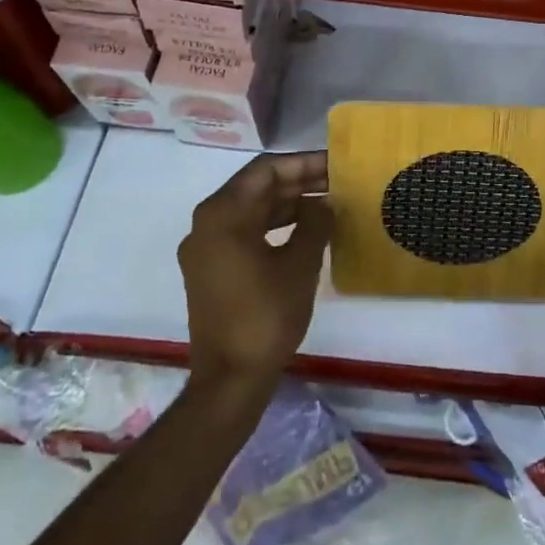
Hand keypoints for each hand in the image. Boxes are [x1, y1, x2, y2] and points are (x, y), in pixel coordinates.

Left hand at [179, 152, 330, 396]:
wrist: (229, 381)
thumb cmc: (266, 316)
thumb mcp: (300, 264)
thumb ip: (315, 223)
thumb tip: (325, 203)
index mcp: (223, 214)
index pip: (266, 170)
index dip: (303, 163)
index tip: (335, 164)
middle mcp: (207, 223)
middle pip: (257, 187)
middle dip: (298, 181)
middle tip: (338, 181)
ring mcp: (206, 248)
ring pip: (252, 209)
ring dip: (288, 203)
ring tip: (328, 203)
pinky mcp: (211, 269)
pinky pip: (245, 231)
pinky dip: (274, 225)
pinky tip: (306, 230)